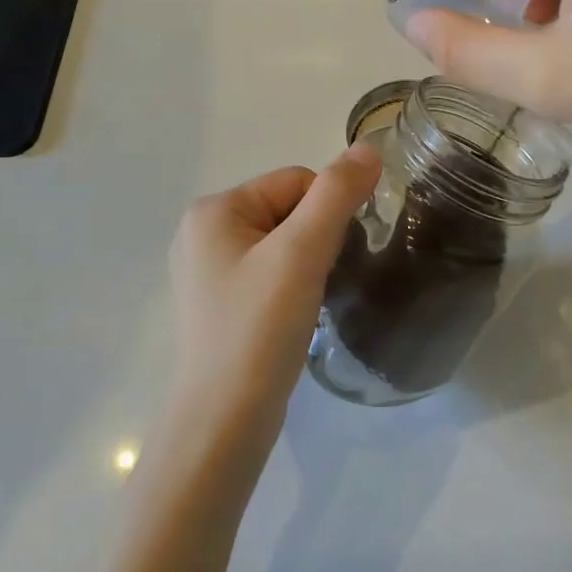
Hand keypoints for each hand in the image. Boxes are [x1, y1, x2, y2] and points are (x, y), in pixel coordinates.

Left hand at [163, 143, 381, 459]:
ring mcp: (207, 271)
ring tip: (304, 304)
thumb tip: (369, 147)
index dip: (325, 214)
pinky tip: (290, 319)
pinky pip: (268, 274)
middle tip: (315, 284)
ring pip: (282, 244)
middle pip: (287, 210)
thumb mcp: (302, 253)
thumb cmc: (258, 330)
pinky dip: (290, 288)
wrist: (222, 424)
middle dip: (314, 241)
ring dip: (306, 266)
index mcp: (213, 210)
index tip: (325, 259)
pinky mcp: (218, 304)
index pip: (295, 182)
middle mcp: (202, 232)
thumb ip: (337, 194)